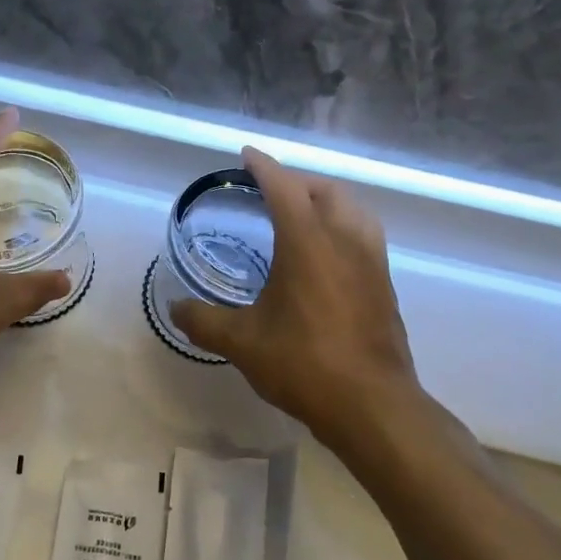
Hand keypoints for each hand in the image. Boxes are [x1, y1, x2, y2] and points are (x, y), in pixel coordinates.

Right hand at [171, 149, 419, 442]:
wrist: (371, 404)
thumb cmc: (303, 364)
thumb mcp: (242, 343)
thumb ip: (204, 321)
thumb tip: (175, 309)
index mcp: (308, 242)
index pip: (284, 187)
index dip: (263, 167)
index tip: (247, 155)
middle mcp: (345, 240)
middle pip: (325, 190)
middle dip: (297, 181)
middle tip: (270, 189)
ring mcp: (372, 262)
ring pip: (353, 210)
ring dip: (326, 200)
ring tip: (302, 214)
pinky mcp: (385, 285)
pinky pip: (364, 236)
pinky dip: (343, 226)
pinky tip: (327, 254)